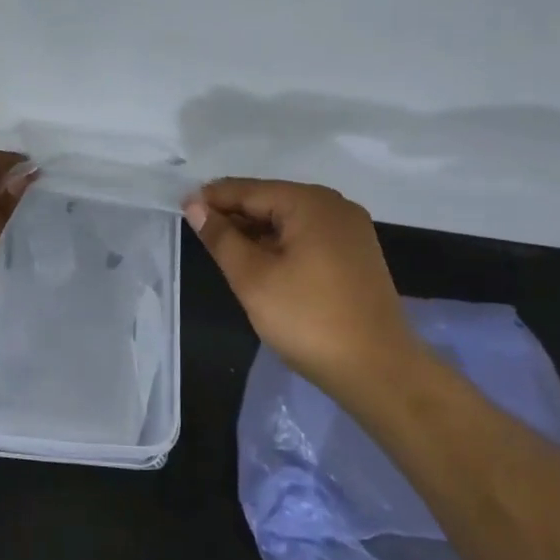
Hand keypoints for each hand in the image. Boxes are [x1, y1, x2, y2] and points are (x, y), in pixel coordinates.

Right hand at [184, 178, 429, 404]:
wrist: (378, 370)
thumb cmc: (308, 319)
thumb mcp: (253, 278)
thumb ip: (221, 238)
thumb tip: (195, 206)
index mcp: (310, 203)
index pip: (249, 190)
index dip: (212, 199)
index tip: (181, 209)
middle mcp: (335, 206)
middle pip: (271, 200)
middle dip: (234, 214)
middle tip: (199, 233)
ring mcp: (350, 231)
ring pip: (289, 219)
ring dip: (256, 231)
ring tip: (224, 250)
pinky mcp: (356, 255)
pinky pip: (308, 236)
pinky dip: (280, 244)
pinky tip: (261, 263)